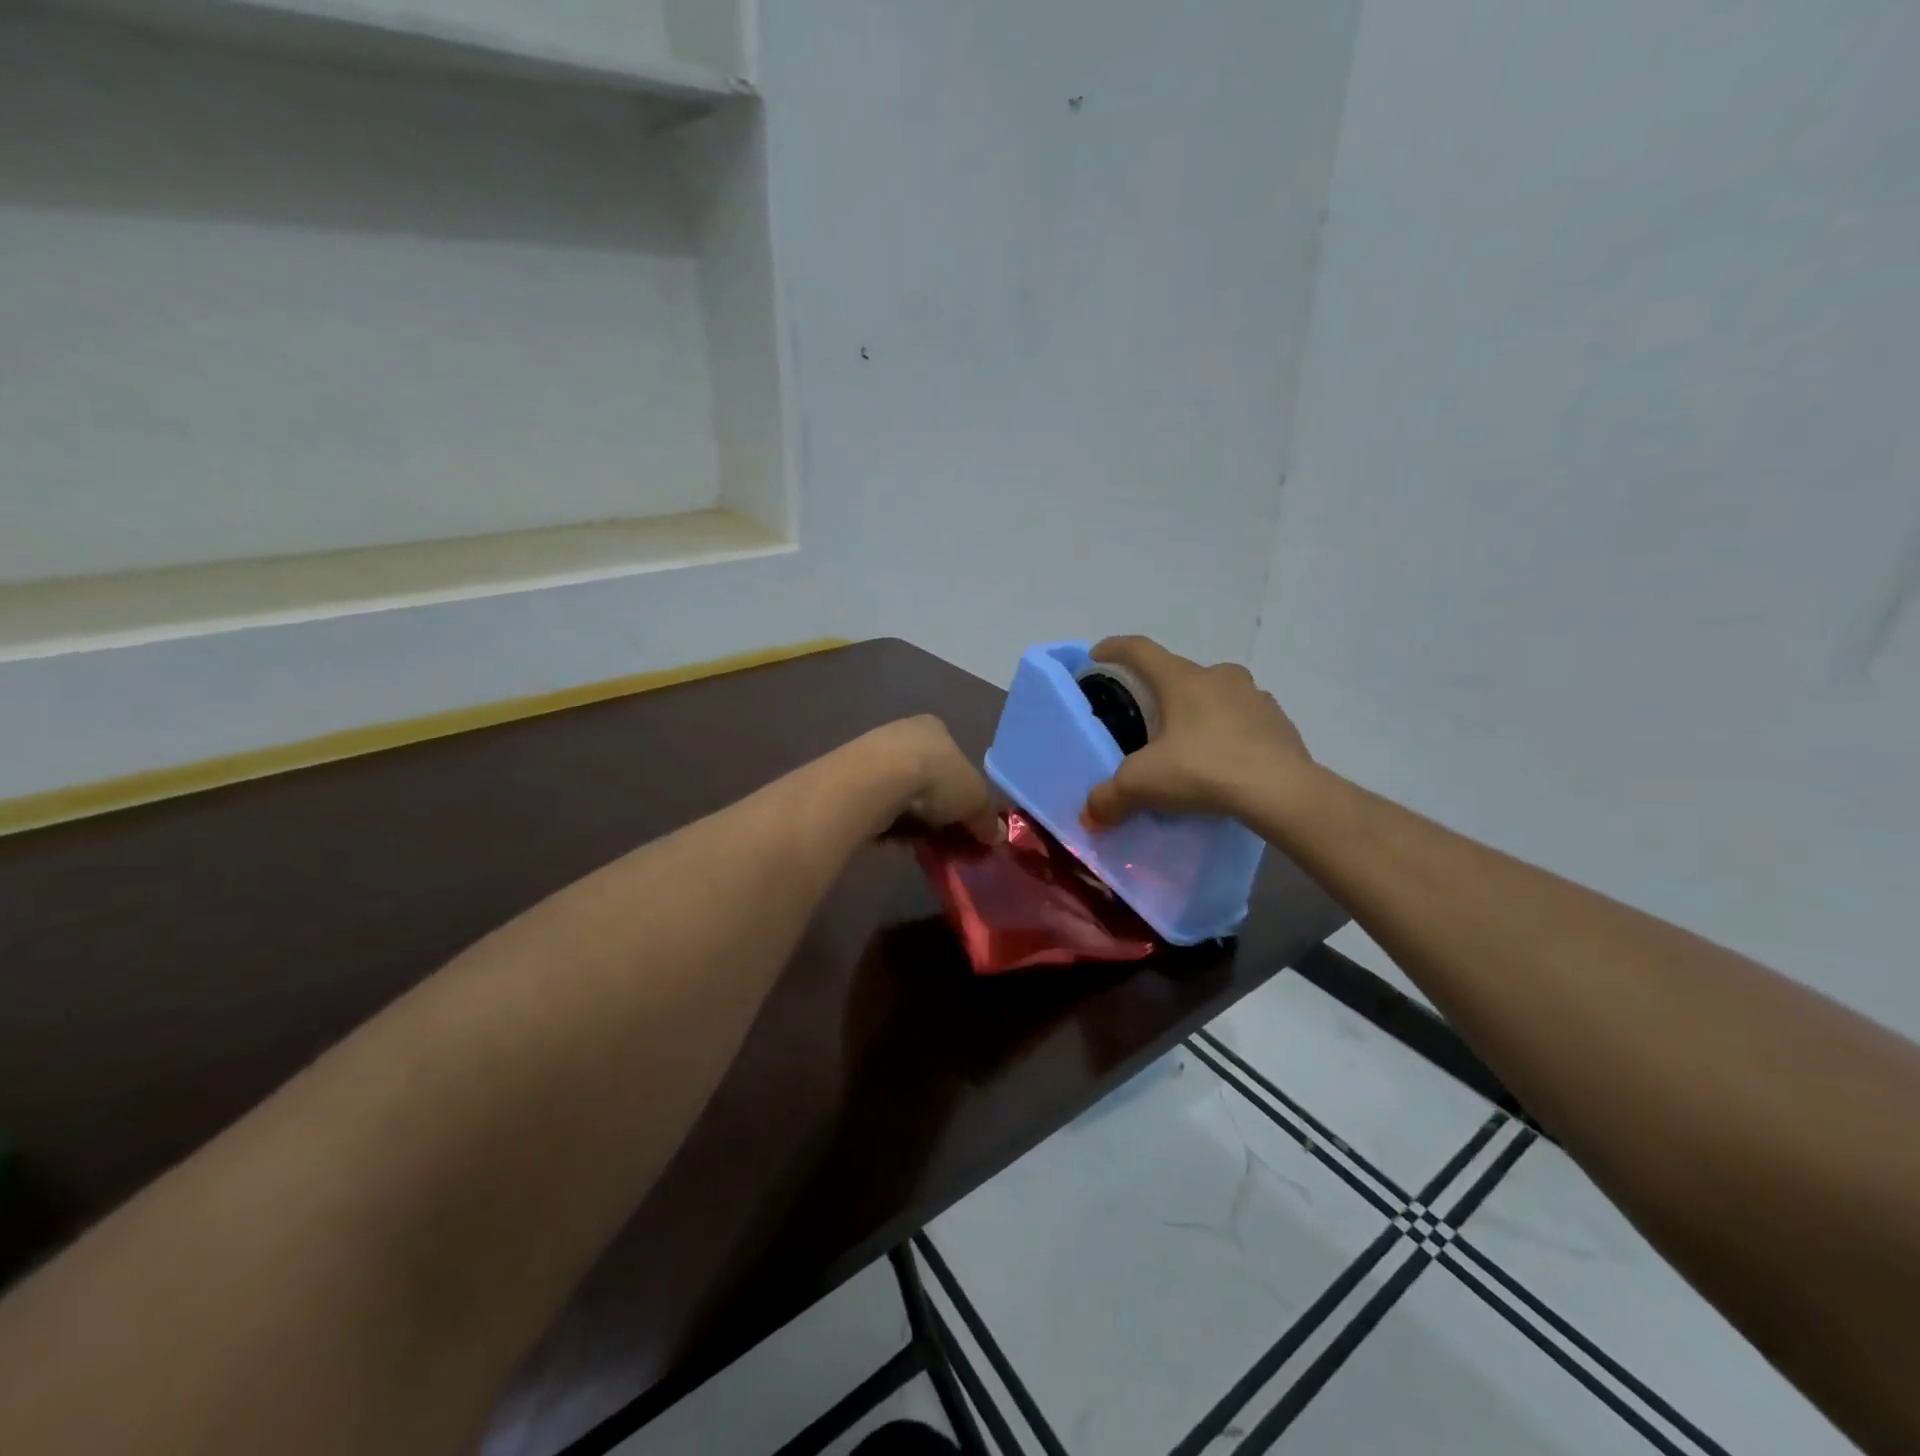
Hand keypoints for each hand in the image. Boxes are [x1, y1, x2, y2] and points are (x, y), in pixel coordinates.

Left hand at [866, 715, 998, 841]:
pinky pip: (878, 802)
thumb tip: (995, 836)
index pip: (954, 757)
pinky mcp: (850, 775)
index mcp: (936, 727)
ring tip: (918, 839)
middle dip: (935, 804)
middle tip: (943, 833)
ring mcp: (873, 751)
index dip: (962, 788)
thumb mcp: (975, 800)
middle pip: (927, 773)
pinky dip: (888, 818)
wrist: (877, 781)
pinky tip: (893, 835)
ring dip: (910, 814)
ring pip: (900, 788)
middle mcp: (904, 731)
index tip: (964, 817)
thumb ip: (986, 817)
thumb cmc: (936, 778)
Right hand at [1080, 637, 1309, 828]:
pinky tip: (1225, 760)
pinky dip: (1230, 733)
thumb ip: (1108, 798)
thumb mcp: (1142, 784)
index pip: (1140, 650)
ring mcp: (1255, 697)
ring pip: (1217, 695)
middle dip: (1161, 690)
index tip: (1098, 655)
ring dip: (1200, 710)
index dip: (1114, 649)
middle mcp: (1219, 677)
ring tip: (1189, 743)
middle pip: (1181, 673)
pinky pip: (1246, 721)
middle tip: (1148, 717)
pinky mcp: (1280, 723)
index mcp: (1181, 680)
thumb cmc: (1202, 769)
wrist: (1280, 791)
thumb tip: (1090, 816)